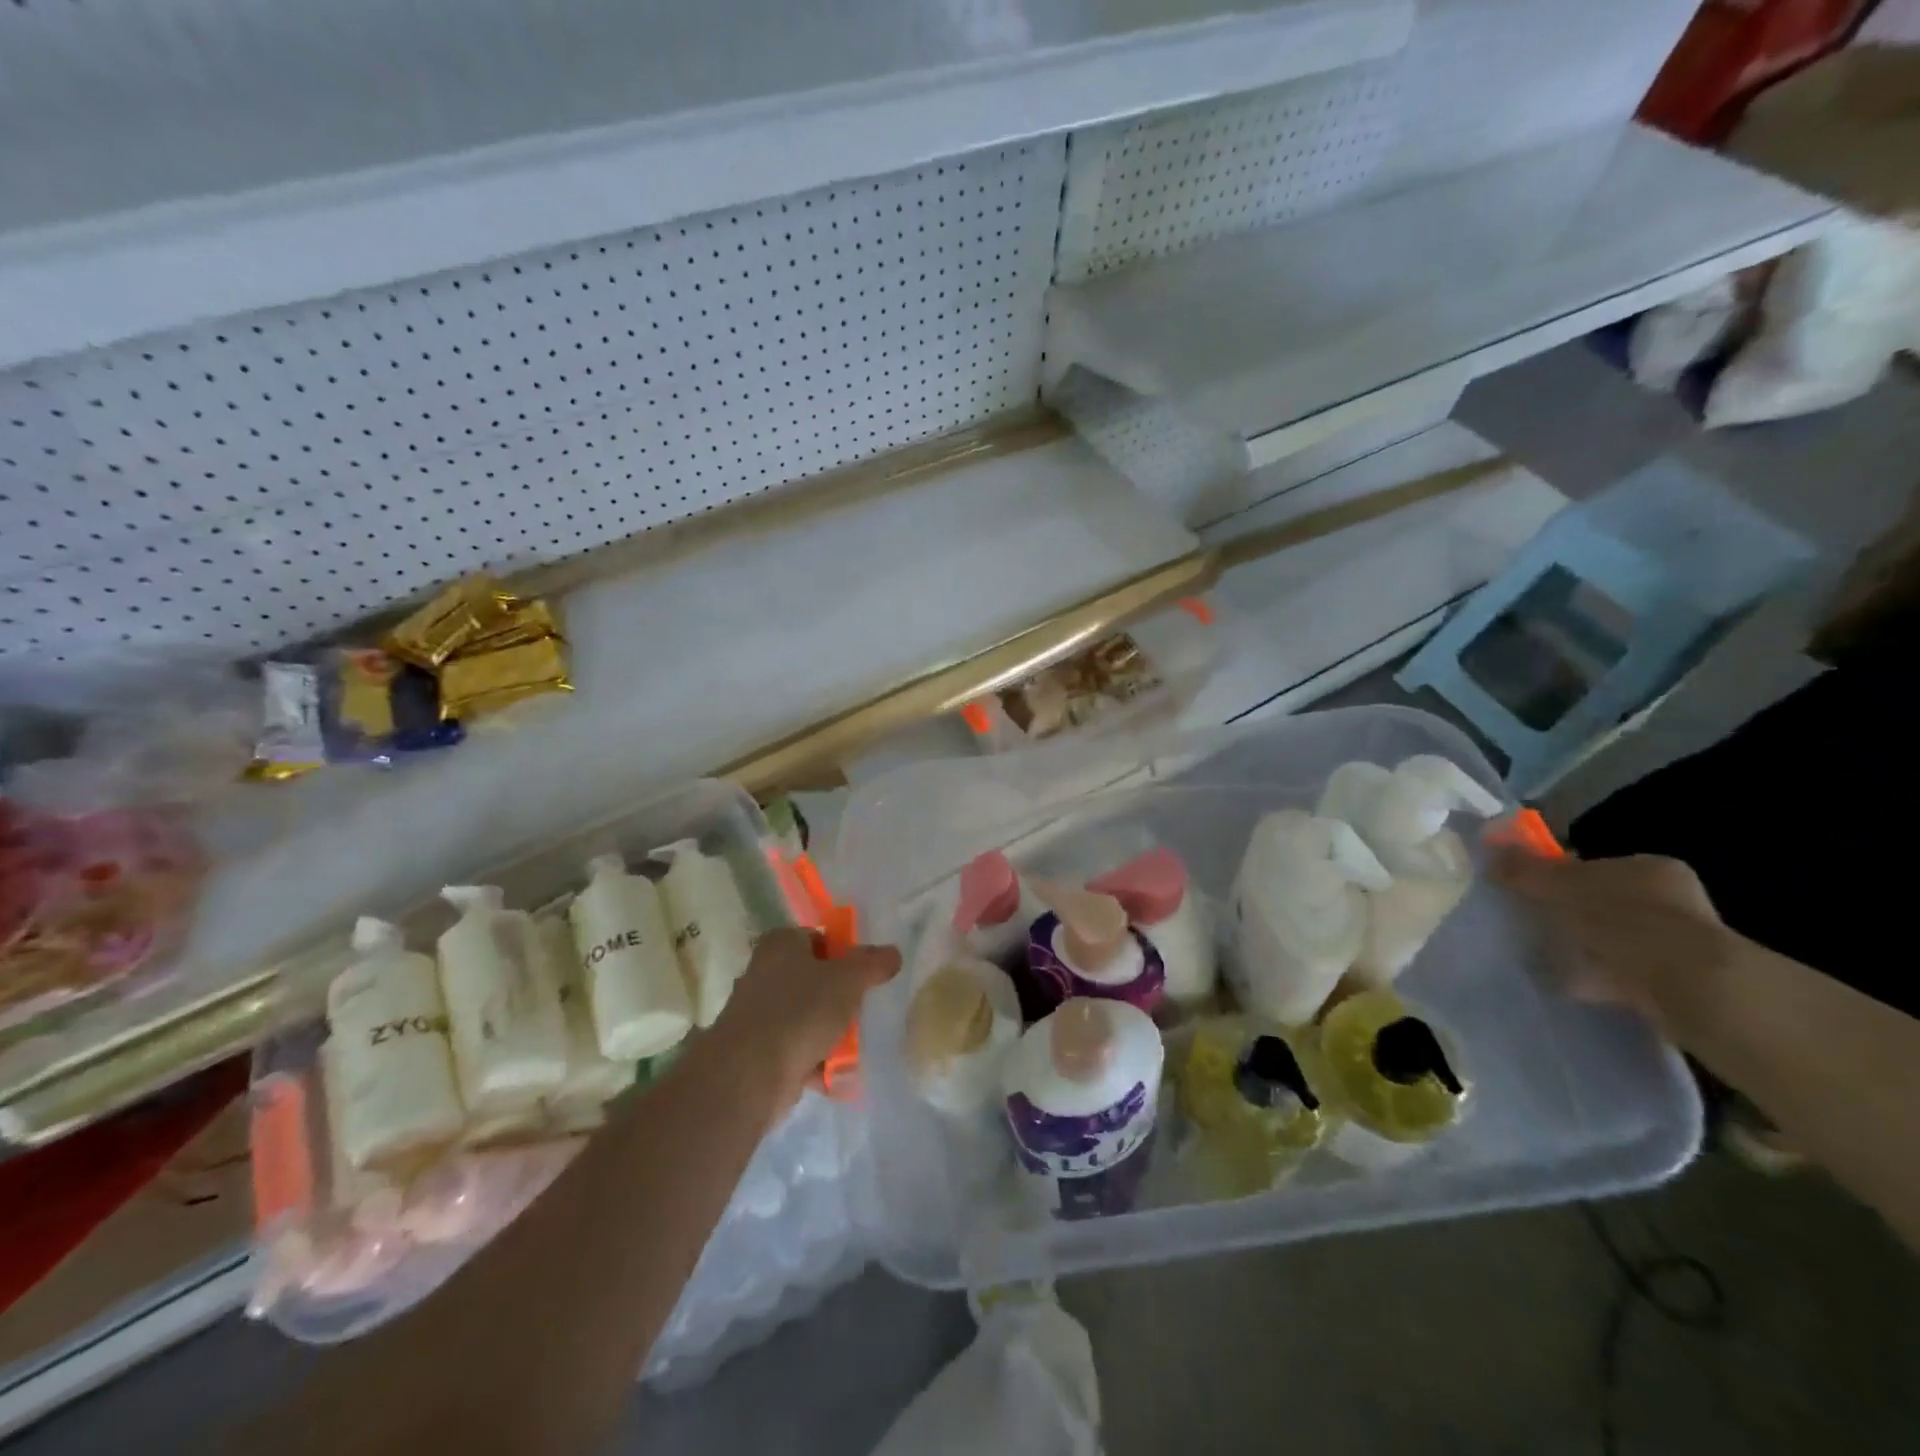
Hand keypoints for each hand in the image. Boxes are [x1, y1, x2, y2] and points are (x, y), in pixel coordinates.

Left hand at [713, 928, 900, 1106]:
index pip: (819, 938)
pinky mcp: (757, 1050)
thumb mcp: (847, 980)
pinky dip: (815, 1060)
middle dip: (839, 997)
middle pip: (813, 978)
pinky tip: (837, 1075)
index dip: (844, 954)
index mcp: (781, 944)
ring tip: (854, 1047)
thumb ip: (872, 964)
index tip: (864, 975)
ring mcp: (758, 1013)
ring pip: (806, 1015)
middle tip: (862, 1010)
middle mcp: (764, 972)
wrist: (748, 1075)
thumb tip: (894, 952)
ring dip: (830, 1032)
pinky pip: (796, 1048)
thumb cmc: (799, 1011)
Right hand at [1489, 847, 1744, 1042]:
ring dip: (1584, 948)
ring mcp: (1682, 943)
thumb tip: (1490, 849)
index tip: (1530, 894)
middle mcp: (1672, 900)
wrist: (1690, 989)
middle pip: (1603, 902)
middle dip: (1570, 915)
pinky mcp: (1680, 981)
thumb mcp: (1561, 887)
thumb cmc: (1624, 922)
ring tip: (1549, 959)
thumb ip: (1526, 869)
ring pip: (1614, 939)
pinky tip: (1574, 985)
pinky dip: (1598, 977)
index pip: (1595, 866)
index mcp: (1650, 868)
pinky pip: (1624, 973)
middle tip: (1534, 926)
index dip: (1559, 877)